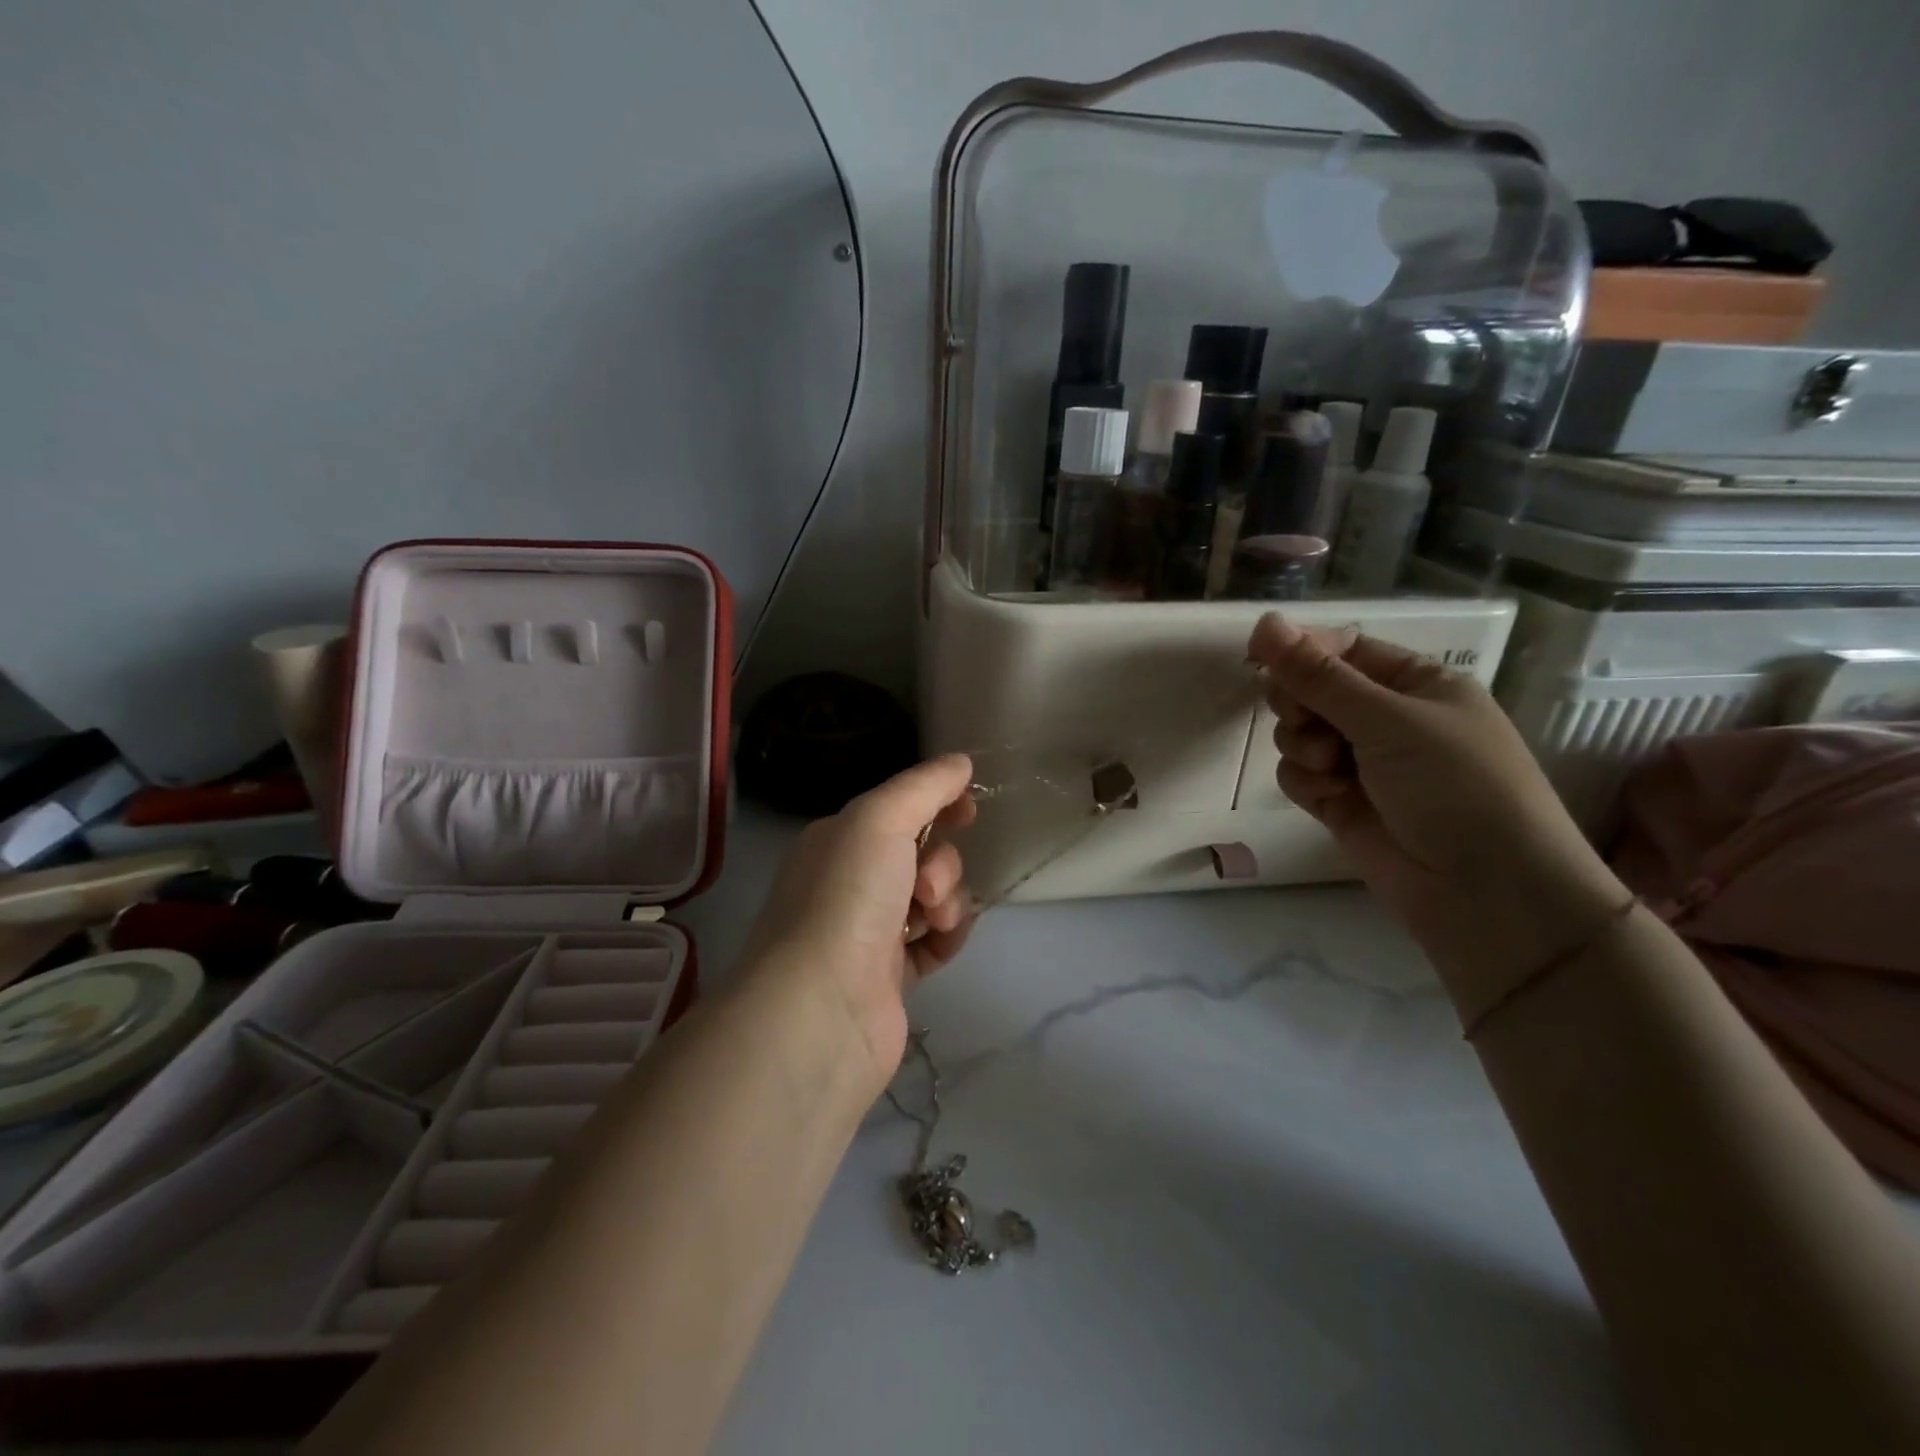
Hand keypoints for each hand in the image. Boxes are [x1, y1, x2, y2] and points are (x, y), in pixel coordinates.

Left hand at [741, 755, 978, 1094]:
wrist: (823, 1006)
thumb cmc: (847, 897)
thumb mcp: (880, 819)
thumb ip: (924, 786)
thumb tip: (960, 763)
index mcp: (838, 841)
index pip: (896, 809)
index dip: (937, 804)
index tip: (968, 807)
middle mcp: (850, 882)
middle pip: (920, 853)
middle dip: (940, 861)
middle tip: (925, 883)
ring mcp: (870, 931)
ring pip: (933, 897)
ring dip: (946, 898)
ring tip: (931, 918)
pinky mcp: (892, 977)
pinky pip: (936, 941)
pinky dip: (947, 936)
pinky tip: (940, 940)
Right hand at [1247, 614, 1629, 1019]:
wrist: (1485, 892)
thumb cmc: (1455, 786)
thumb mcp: (1389, 720)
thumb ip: (1318, 675)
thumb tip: (1264, 622)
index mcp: (1416, 684)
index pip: (1344, 649)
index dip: (1301, 650)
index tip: (1257, 656)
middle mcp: (1388, 719)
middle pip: (1313, 690)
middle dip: (1300, 704)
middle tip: (1305, 720)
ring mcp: (1363, 763)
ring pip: (1299, 734)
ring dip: (1303, 746)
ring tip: (1331, 767)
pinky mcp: (1342, 802)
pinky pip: (1299, 775)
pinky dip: (1306, 782)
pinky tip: (1330, 798)